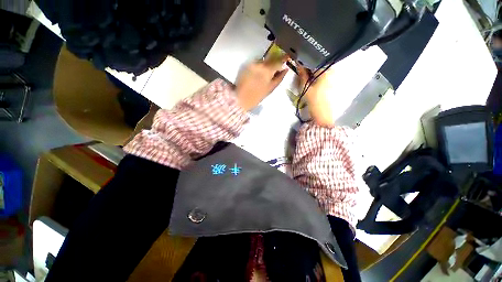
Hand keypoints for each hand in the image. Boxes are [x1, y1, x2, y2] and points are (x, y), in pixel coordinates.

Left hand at [235, 56, 288, 110]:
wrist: (241, 99)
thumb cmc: (257, 96)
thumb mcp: (270, 88)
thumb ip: (279, 77)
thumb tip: (285, 69)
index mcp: (268, 71)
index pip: (279, 60)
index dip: (284, 58)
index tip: (288, 56)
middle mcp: (260, 64)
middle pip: (270, 59)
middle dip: (274, 62)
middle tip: (276, 67)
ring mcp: (252, 64)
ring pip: (263, 61)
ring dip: (266, 64)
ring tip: (264, 74)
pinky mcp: (246, 66)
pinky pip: (255, 63)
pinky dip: (258, 67)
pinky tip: (256, 74)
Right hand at [298, 65, 335, 126]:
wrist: (323, 114)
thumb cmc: (314, 101)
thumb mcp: (305, 87)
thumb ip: (302, 74)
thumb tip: (298, 63)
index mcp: (326, 70)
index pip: (314, 60)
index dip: (305, 61)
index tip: (298, 62)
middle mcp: (332, 71)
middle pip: (318, 64)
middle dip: (309, 66)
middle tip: (300, 70)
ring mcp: (333, 77)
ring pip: (319, 70)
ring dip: (312, 71)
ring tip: (304, 75)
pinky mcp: (332, 82)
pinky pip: (322, 75)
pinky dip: (316, 76)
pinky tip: (310, 80)